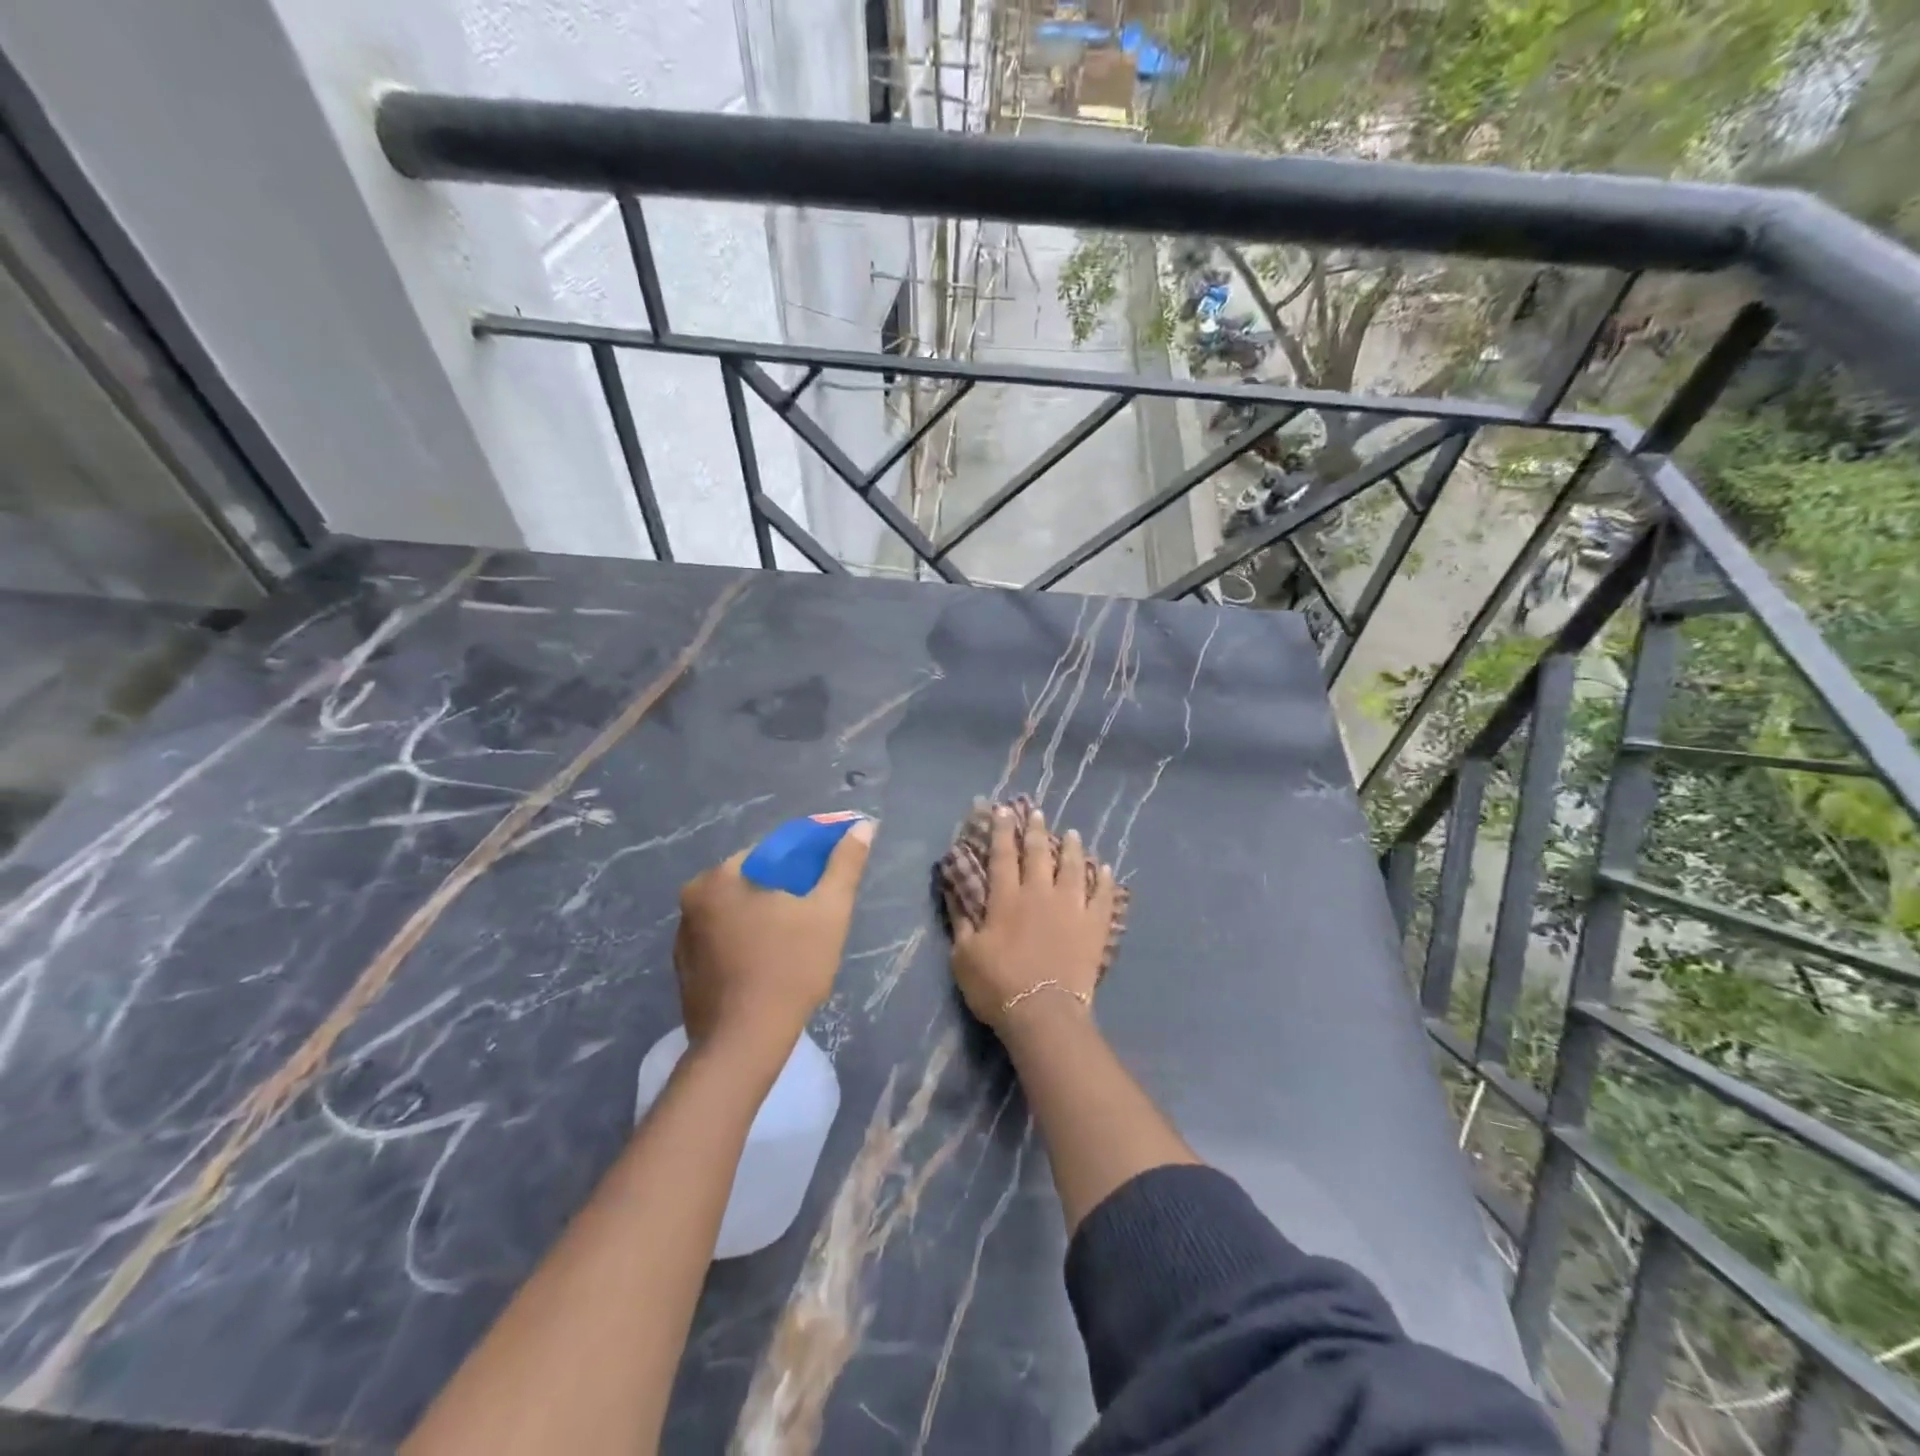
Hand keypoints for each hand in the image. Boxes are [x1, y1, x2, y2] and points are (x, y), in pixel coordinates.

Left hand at [673, 819, 874, 1061]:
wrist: (744, 1044)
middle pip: (752, 882)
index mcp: (719, 878)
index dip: (805, 862)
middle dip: (785, 892)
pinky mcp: (686, 971)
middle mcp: (692, 900)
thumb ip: (845, 864)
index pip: (771, 852)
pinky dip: (747, 943)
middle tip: (816, 916)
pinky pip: (724, 941)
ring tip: (797, 943)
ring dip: (765, 918)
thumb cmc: (789, 968)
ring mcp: (684, 938)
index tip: (827, 884)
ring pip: (738, 913)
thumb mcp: (829, 911)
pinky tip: (770, 965)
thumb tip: (863, 825)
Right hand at [945, 806, 1116, 1035]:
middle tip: (1037, 811)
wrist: (1044, 1013)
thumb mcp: (964, 955)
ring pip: (1073, 867)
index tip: (1003, 810)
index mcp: (1007, 898)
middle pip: (1039, 853)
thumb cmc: (998, 985)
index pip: (1003, 855)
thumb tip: (952, 887)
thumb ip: (960, 919)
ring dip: (1071, 847)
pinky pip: (1103, 896)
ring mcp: (1071, 908)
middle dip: (1036, 830)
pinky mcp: (1094, 926)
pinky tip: (1105, 868)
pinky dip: (1104, 880)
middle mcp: (1040, 893)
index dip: (1002, 830)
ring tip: (1072, 832)